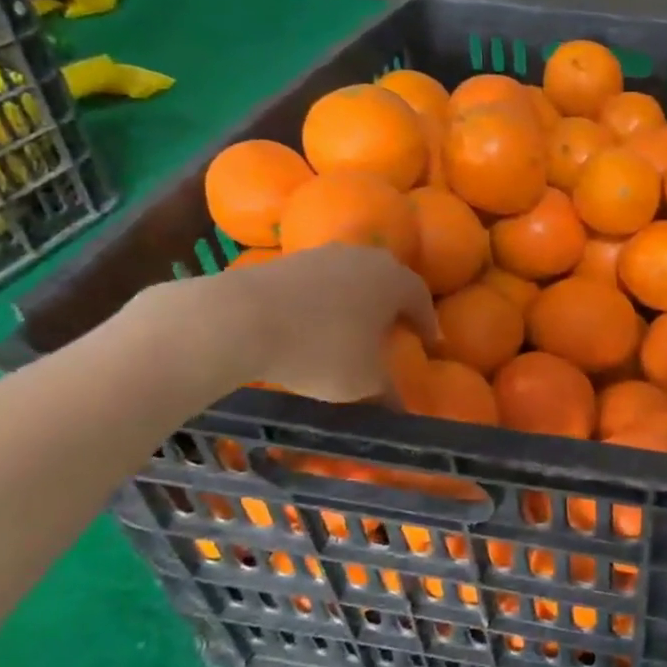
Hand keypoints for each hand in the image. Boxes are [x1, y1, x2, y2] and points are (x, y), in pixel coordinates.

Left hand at [132, 245, 436, 402]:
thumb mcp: (364, 382)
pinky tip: (312, 326)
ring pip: (352, 278)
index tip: (429, 343)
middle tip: (393, 331)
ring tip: (350, 329)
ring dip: (356, 301)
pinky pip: (319, 282)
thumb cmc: (320, 349)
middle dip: (393, 306)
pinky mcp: (286, 260)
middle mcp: (364, 258)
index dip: (427, 323)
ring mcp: (323, 254)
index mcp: (394, 281)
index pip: (421, 299)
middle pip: (388, 281)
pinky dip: (324, 301)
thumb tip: (402, 411)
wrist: (238, 319)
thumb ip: (389, 394)